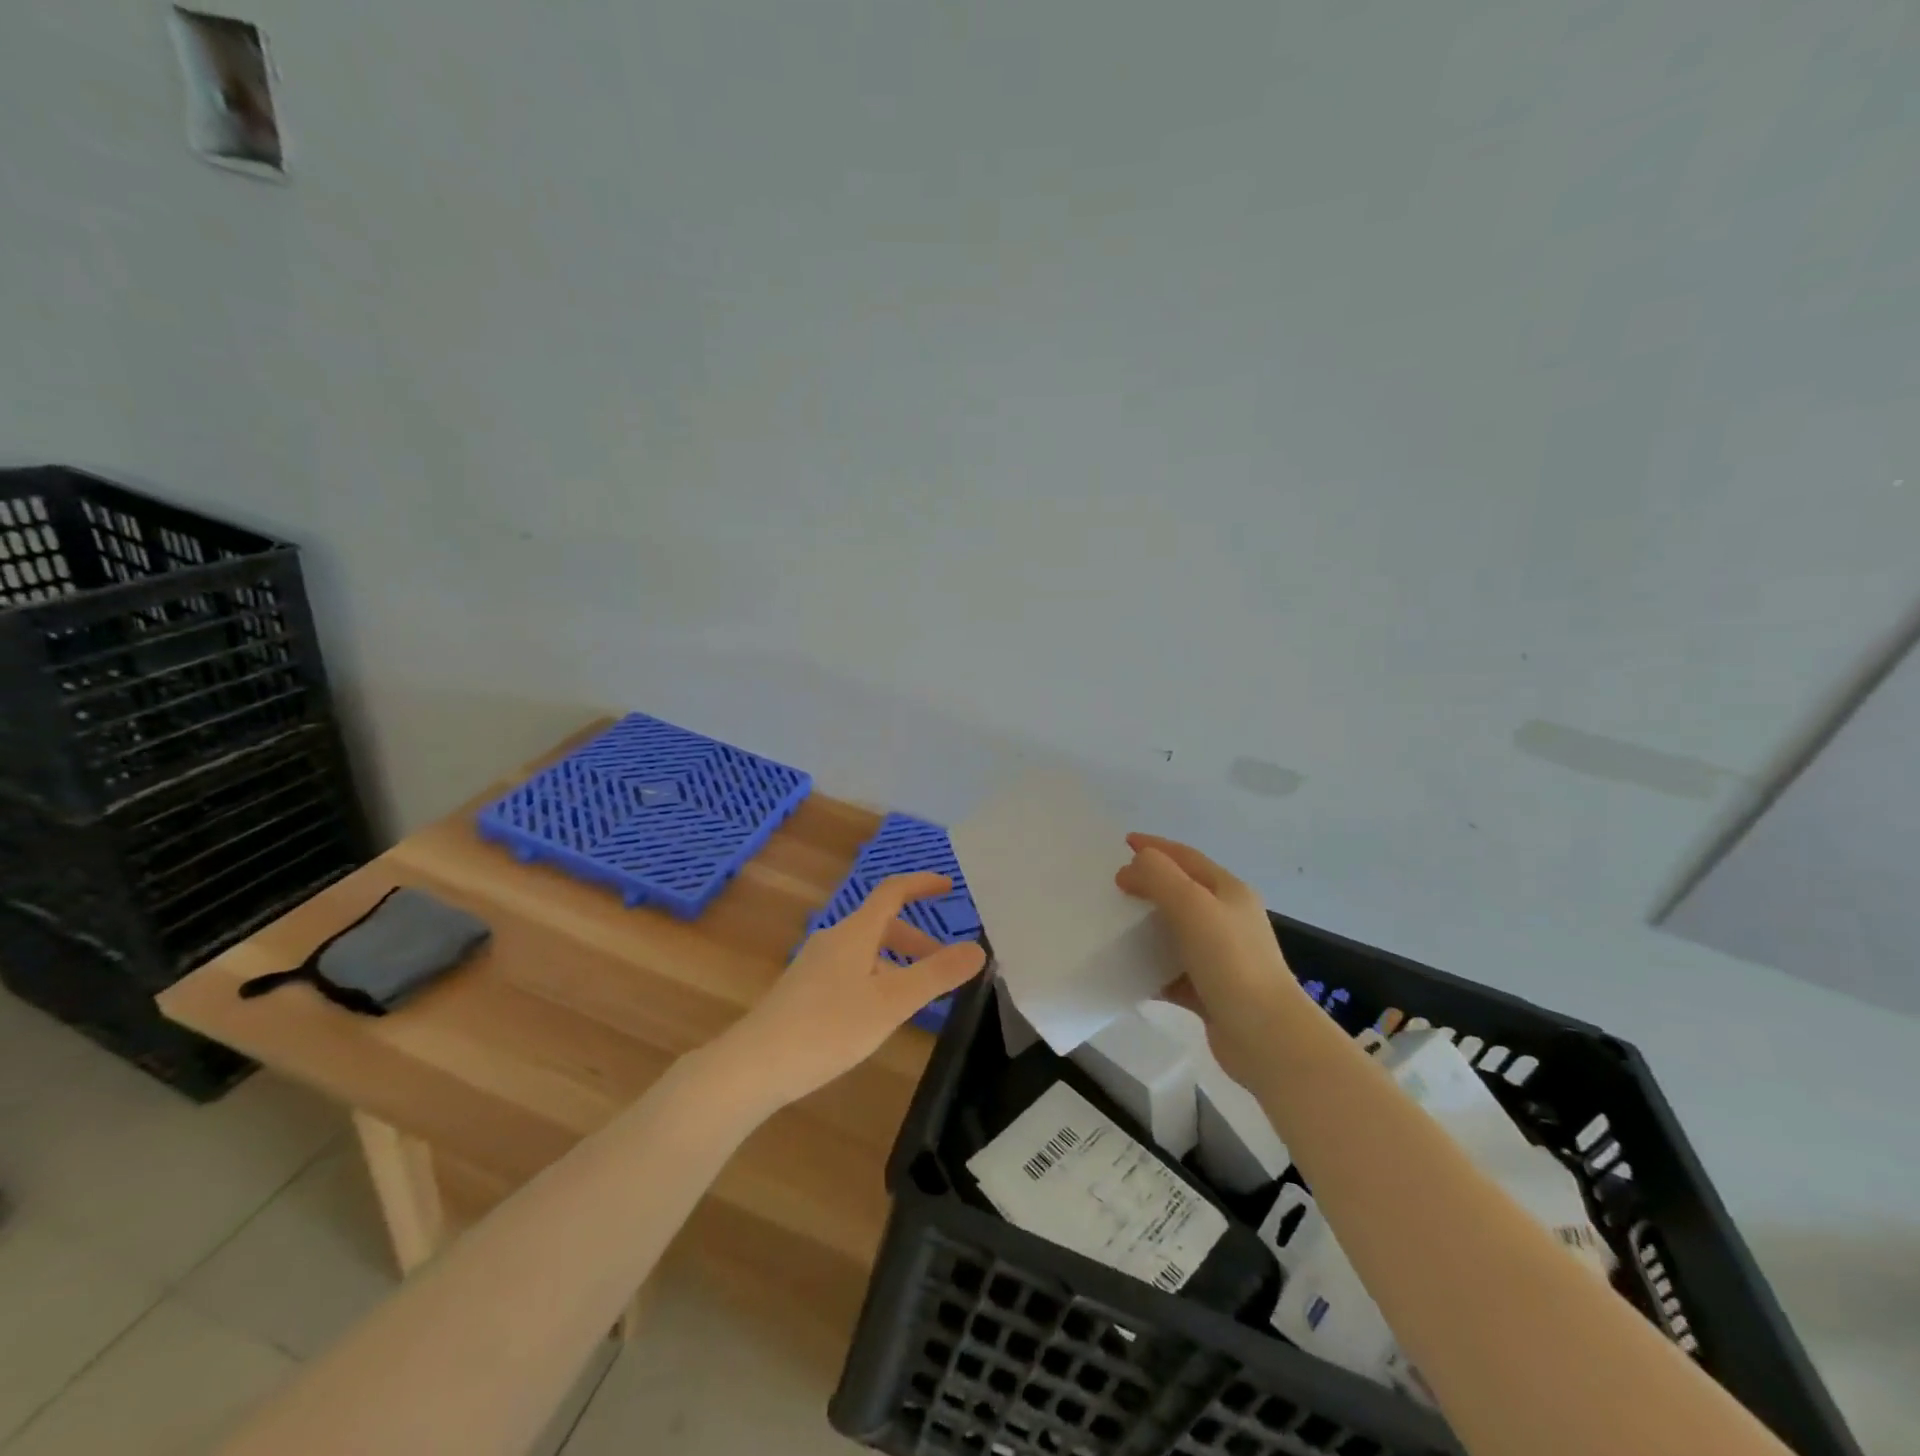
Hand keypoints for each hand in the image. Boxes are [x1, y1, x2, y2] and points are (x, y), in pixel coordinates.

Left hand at [714, 873, 985, 1110]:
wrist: (753, 1066)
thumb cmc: (828, 1028)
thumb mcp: (891, 1003)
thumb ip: (936, 975)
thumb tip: (978, 948)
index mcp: (855, 932)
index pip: (892, 891)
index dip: (921, 884)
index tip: (949, 887)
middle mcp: (833, 940)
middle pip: (881, 924)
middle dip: (916, 939)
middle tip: (942, 964)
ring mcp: (814, 965)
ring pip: (866, 951)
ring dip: (896, 963)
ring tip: (915, 997)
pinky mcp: (802, 991)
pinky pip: (850, 970)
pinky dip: (875, 978)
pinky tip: (876, 1016)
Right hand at [1115, 834, 1303, 1089]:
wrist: (1266, 1036)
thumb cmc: (1230, 961)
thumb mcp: (1192, 905)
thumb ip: (1159, 876)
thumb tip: (1133, 866)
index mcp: (1228, 892)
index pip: (1186, 857)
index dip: (1155, 847)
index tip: (1122, 843)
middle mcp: (1227, 920)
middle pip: (1181, 892)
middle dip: (1148, 884)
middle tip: (1112, 885)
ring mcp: (1221, 957)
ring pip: (1175, 932)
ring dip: (1146, 926)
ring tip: (1112, 924)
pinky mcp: (1210, 992)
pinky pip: (1172, 971)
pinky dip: (1150, 968)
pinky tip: (1127, 971)